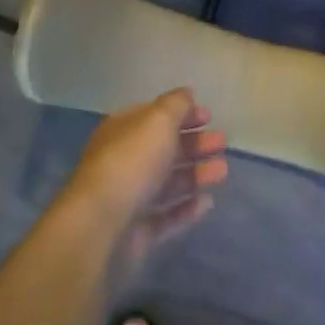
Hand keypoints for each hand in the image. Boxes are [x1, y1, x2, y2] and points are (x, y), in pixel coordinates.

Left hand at [64, 88, 227, 265]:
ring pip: (168, 183)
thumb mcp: (157, 121)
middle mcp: (124, 162)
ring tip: (222, 172)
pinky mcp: (137, 230)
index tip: (210, 117)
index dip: (182, 114)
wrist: (101, 225)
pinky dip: (187, 208)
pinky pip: (167, 216)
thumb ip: (176, 105)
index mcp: (123, 132)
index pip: (154, 117)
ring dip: (196, 175)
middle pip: (164, 150)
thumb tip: (187, 94)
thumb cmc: (132, 163)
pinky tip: (207, 203)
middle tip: (222, 143)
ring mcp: (129, 198)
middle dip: (194, 144)